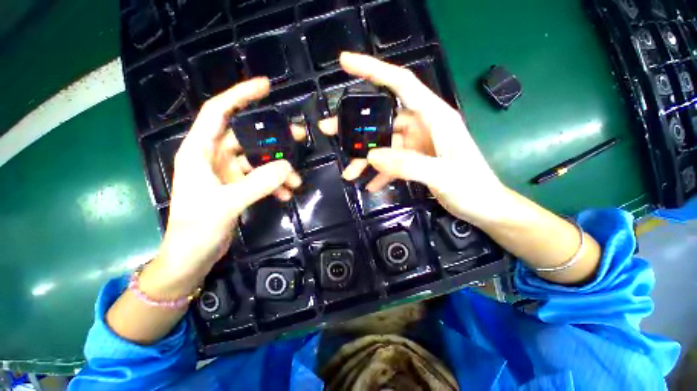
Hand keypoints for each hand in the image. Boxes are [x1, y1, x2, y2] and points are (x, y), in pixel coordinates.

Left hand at [154, 78, 301, 289]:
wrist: (191, 257)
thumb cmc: (195, 230)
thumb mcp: (226, 204)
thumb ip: (257, 184)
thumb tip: (287, 168)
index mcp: (199, 152)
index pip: (219, 113)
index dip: (240, 96)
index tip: (265, 87)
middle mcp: (213, 158)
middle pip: (247, 138)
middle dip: (273, 138)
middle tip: (299, 136)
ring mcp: (227, 174)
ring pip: (258, 162)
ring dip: (278, 169)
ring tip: (296, 180)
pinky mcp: (237, 188)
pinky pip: (260, 179)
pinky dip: (274, 185)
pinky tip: (286, 194)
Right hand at [318, 53, 508, 226]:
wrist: (484, 207)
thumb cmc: (472, 187)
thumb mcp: (442, 175)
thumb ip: (407, 165)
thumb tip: (371, 157)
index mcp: (435, 117)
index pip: (401, 83)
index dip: (373, 70)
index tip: (346, 62)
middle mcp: (423, 126)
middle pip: (383, 119)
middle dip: (356, 127)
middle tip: (330, 131)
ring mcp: (417, 144)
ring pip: (383, 145)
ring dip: (365, 159)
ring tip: (348, 173)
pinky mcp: (414, 160)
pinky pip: (391, 163)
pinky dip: (379, 173)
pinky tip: (370, 185)